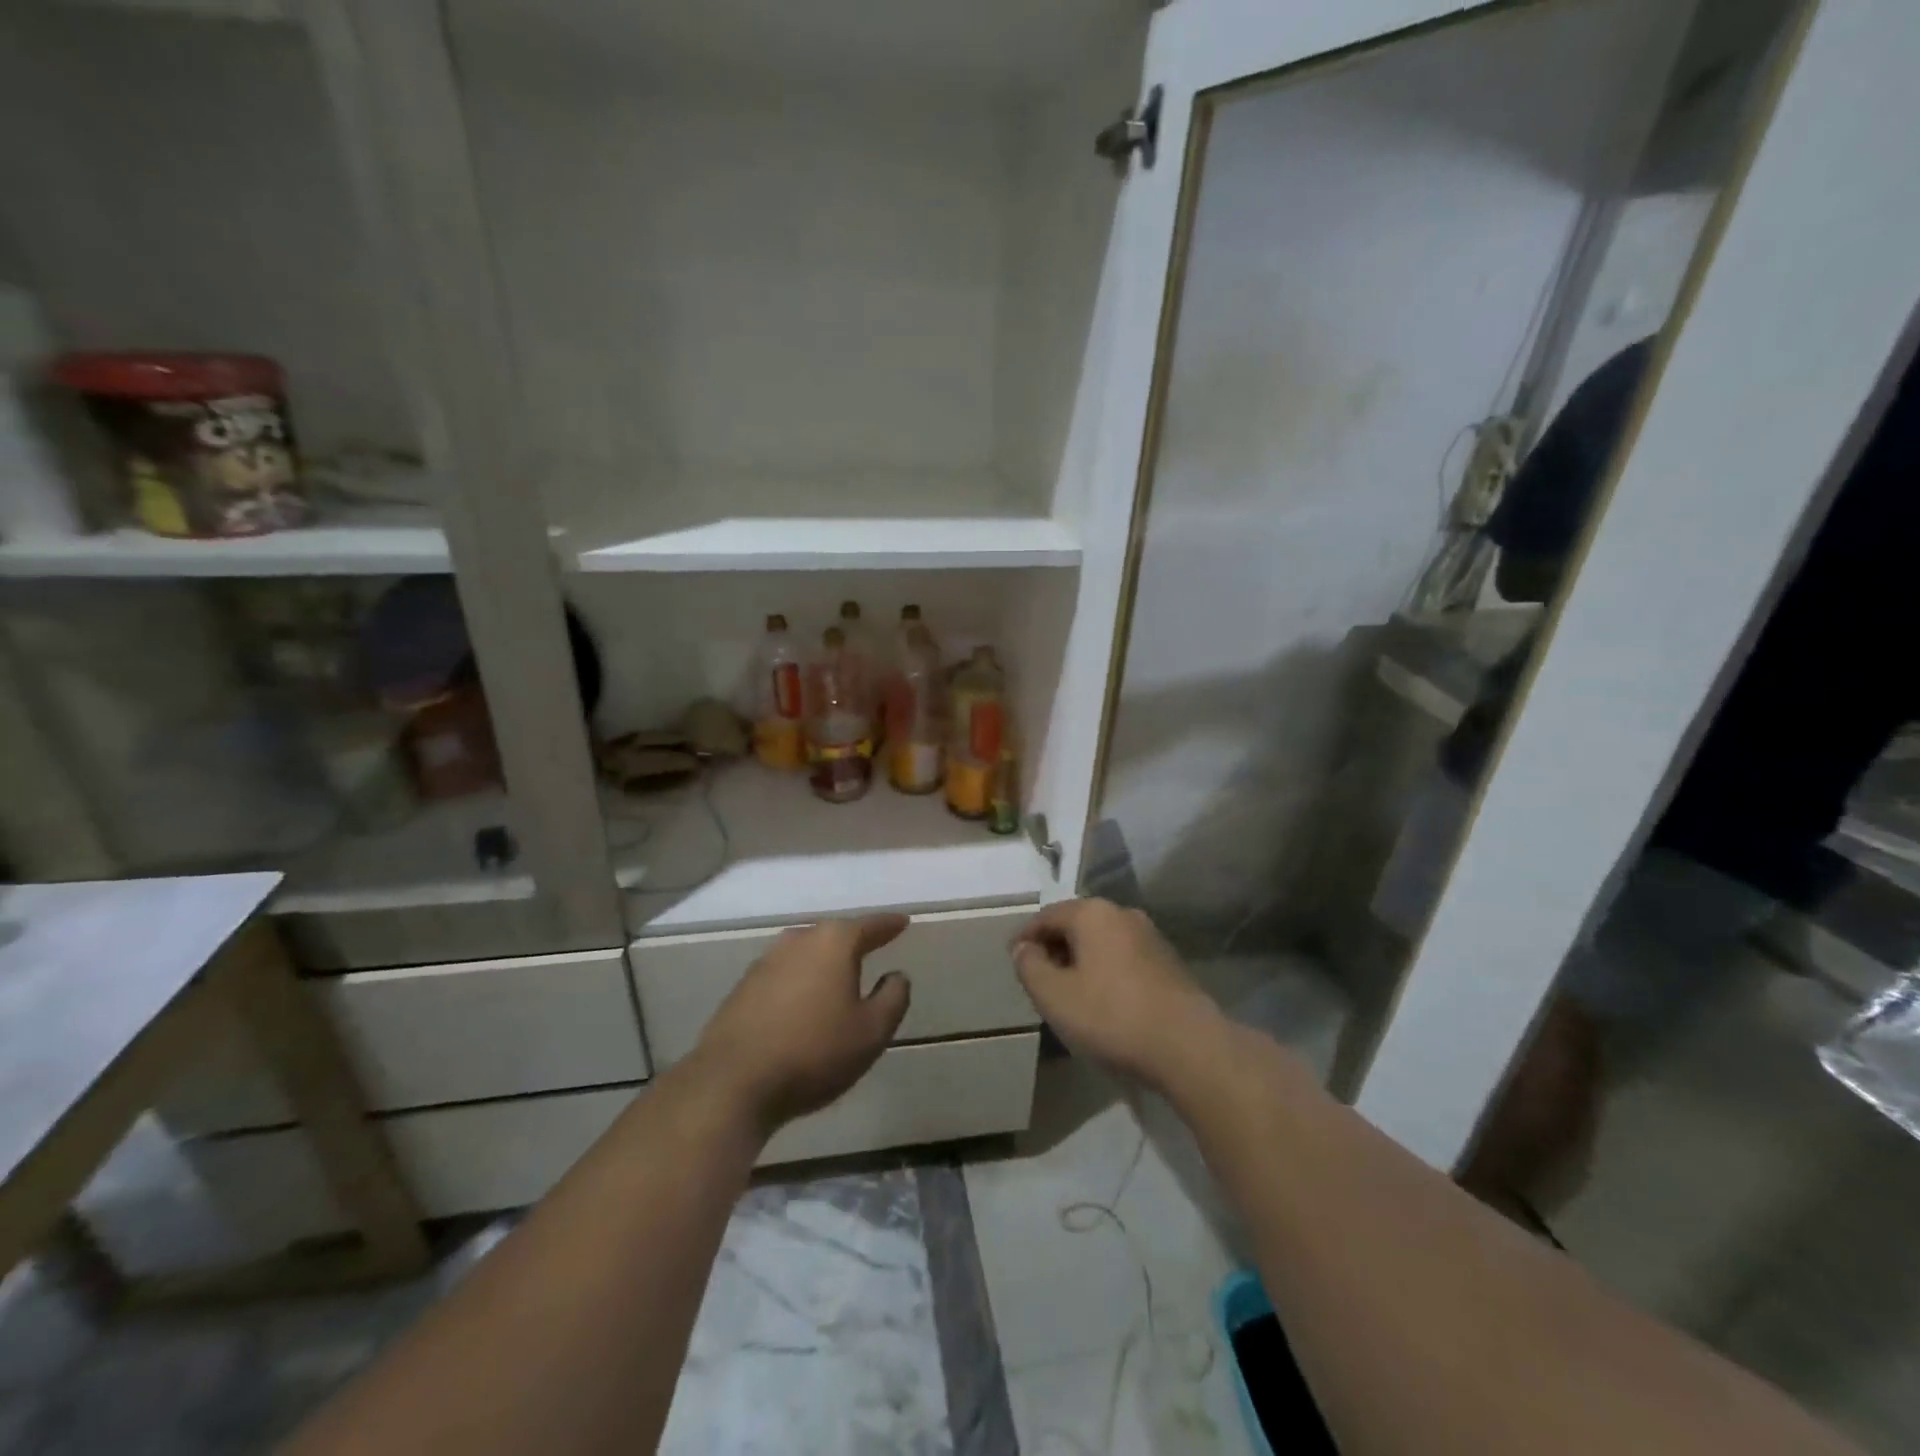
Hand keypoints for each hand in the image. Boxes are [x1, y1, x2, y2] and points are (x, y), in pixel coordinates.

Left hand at [691, 915, 911, 1134]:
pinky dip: (800, 981)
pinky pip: (784, 975)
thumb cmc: (813, 1052)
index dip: (889, 925)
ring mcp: (765, 962)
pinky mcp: (743, 988)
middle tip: (872, 946)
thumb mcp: (871, 1032)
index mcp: (833, 943)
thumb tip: (896, 976)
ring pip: (806, 953)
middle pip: (834, 934)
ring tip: (839, 976)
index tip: (903, 922)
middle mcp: (798, 941)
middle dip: (854, 941)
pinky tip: (803, 1002)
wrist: (732, 1083)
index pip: (869, 926)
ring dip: (824, 962)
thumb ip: (893, 998)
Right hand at [1012, 899, 1223, 1089]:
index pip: (1046, 916)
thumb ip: (1029, 966)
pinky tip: (1103, 1000)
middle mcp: (1122, 913)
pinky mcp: (1168, 962)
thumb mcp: (1054, 996)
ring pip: (1101, 941)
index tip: (1013, 960)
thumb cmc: (1111, 1016)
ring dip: (1080, 959)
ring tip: (1068, 991)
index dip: (1025, 937)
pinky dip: (1105, 970)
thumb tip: (1023, 948)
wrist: (1188, 1046)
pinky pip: (1123, 957)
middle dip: (1053, 947)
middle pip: (1075, 924)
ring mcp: (1150, 936)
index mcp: (1092, 913)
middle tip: (1038, 978)